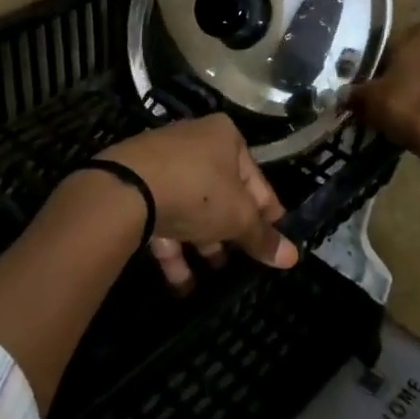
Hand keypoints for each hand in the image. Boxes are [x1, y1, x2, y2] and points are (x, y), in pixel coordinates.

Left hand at [95, 115, 296, 292]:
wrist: (127, 188)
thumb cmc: (197, 191)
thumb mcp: (238, 217)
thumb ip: (262, 237)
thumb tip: (292, 257)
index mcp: (224, 135)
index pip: (256, 178)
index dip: (268, 213)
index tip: (275, 241)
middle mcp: (193, 140)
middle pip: (221, 191)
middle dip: (230, 229)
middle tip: (242, 260)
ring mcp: (161, 161)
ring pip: (190, 205)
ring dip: (202, 242)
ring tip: (213, 273)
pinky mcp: (136, 183)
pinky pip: (163, 216)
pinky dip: (173, 247)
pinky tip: (181, 282)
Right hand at [349, 20, 419, 155]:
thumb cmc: (414, 106)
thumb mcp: (372, 100)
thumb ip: (357, 93)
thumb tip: (344, 95)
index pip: (392, 44)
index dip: (378, 68)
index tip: (370, 89)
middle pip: (419, 58)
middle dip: (406, 77)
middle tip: (389, 102)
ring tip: (411, 117)